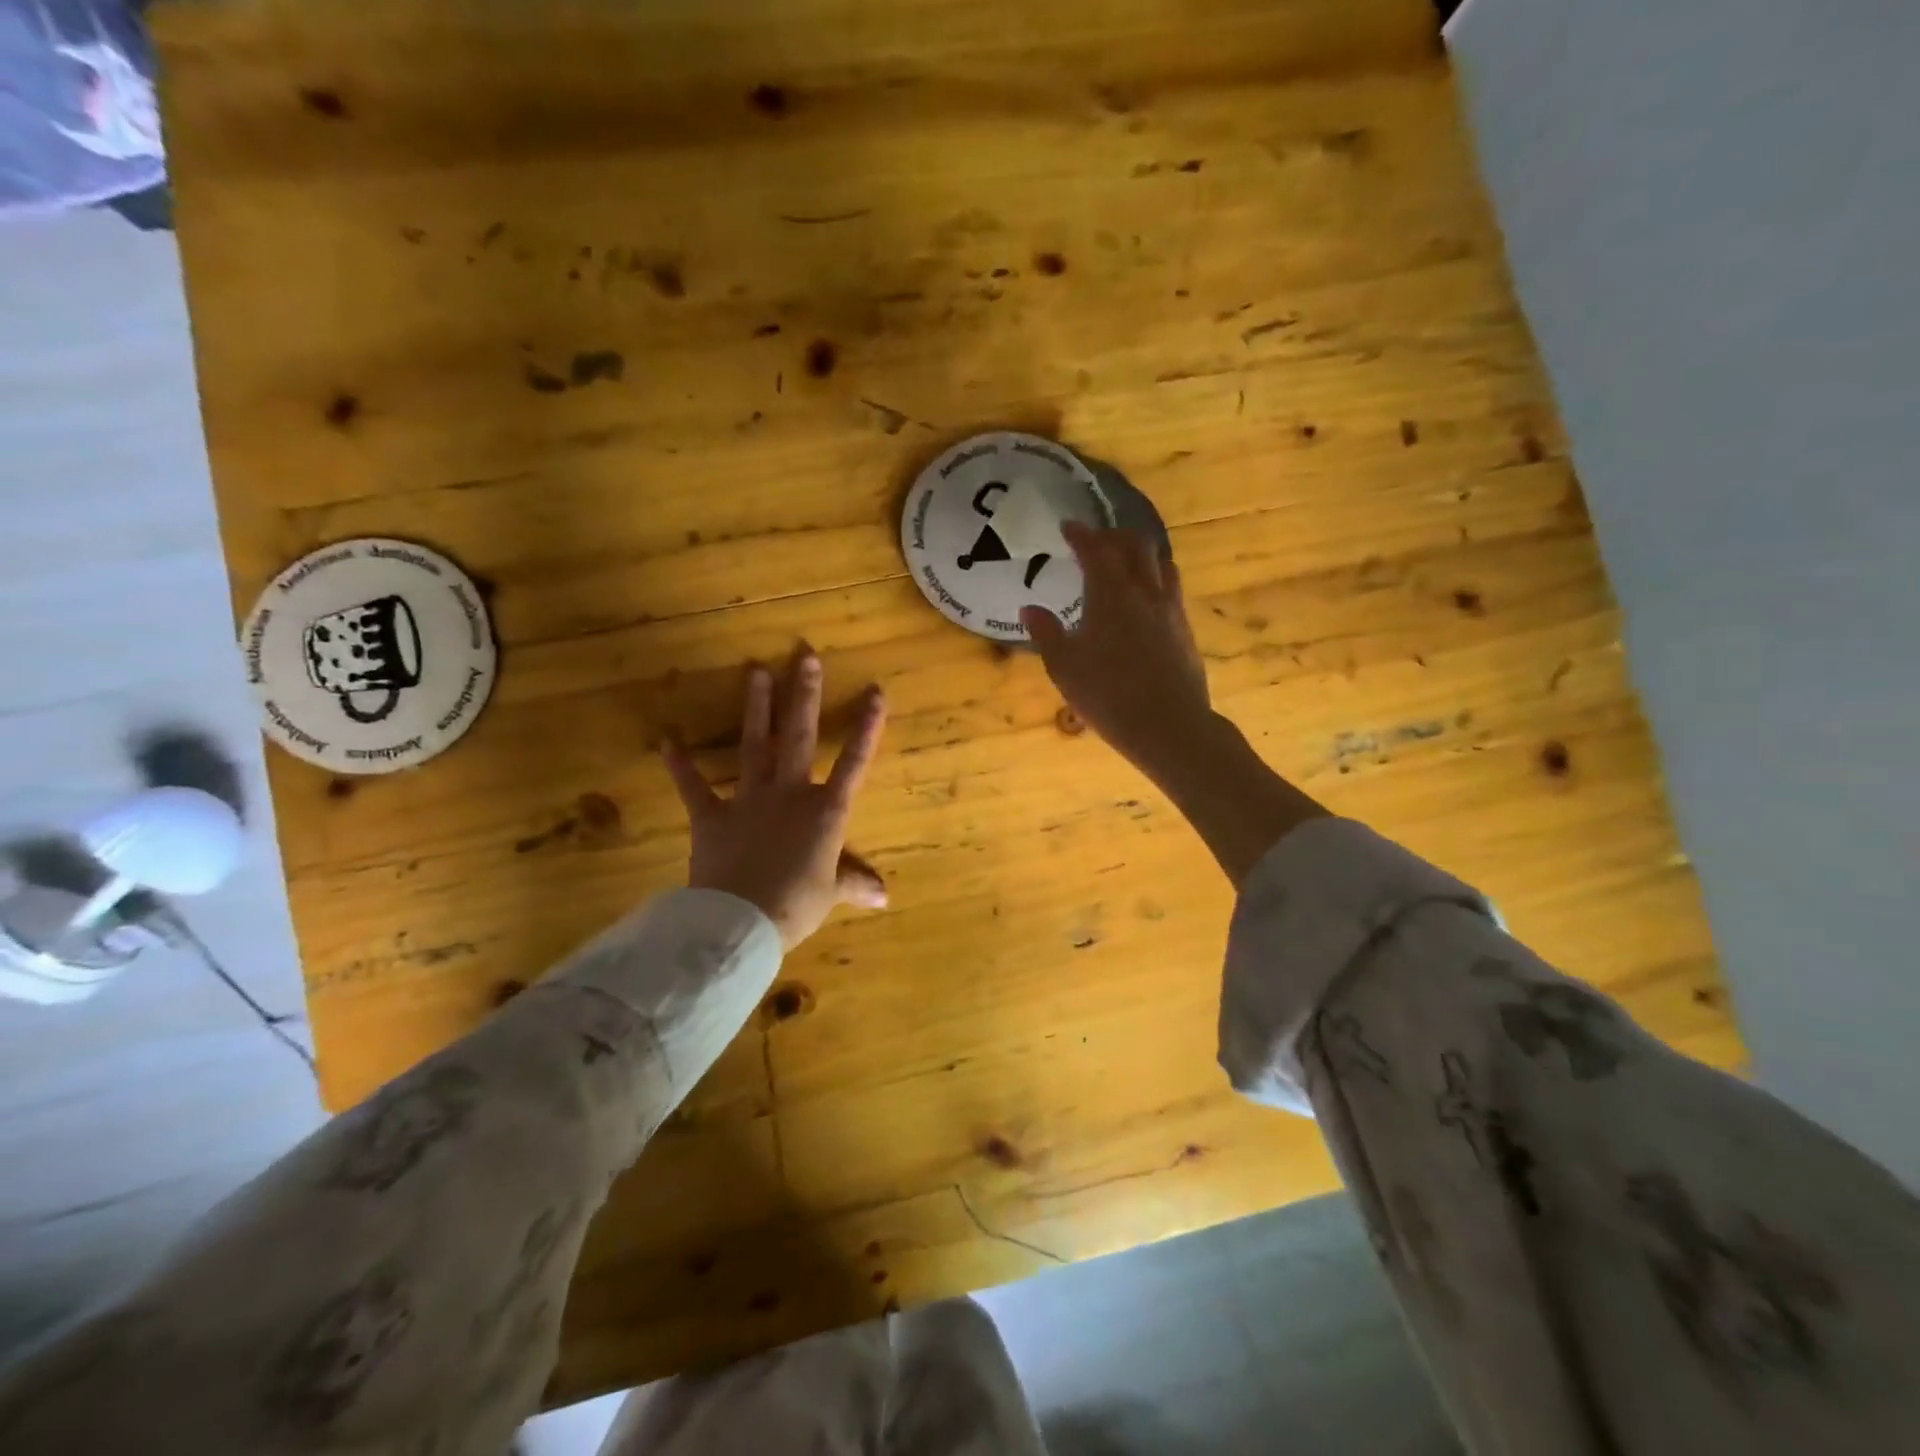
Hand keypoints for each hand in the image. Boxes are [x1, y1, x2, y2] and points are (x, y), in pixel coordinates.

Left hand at [664, 648, 887, 951]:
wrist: (740, 922)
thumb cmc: (795, 906)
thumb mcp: (830, 894)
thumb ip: (853, 883)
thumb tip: (885, 895)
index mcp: (825, 812)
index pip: (854, 762)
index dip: (867, 727)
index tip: (875, 692)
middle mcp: (789, 794)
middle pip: (799, 737)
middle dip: (803, 695)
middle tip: (804, 656)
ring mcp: (748, 800)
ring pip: (754, 745)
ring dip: (756, 708)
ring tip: (755, 671)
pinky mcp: (711, 816)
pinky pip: (694, 786)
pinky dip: (680, 765)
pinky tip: (667, 739)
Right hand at [1020, 522, 1214, 777]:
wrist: (1169, 725)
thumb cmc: (1108, 696)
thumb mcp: (1064, 668)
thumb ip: (1046, 634)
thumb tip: (1029, 608)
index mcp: (1110, 594)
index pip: (1095, 550)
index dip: (1080, 534)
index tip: (1068, 526)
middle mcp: (1144, 591)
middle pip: (1135, 545)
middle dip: (1114, 535)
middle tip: (1096, 539)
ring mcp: (1170, 608)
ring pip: (1160, 562)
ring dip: (1140, 551)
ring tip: (1126, 558)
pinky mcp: (1184, 628)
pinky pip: (1171, 586)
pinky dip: (1155, 576)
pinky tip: (1147, 595)